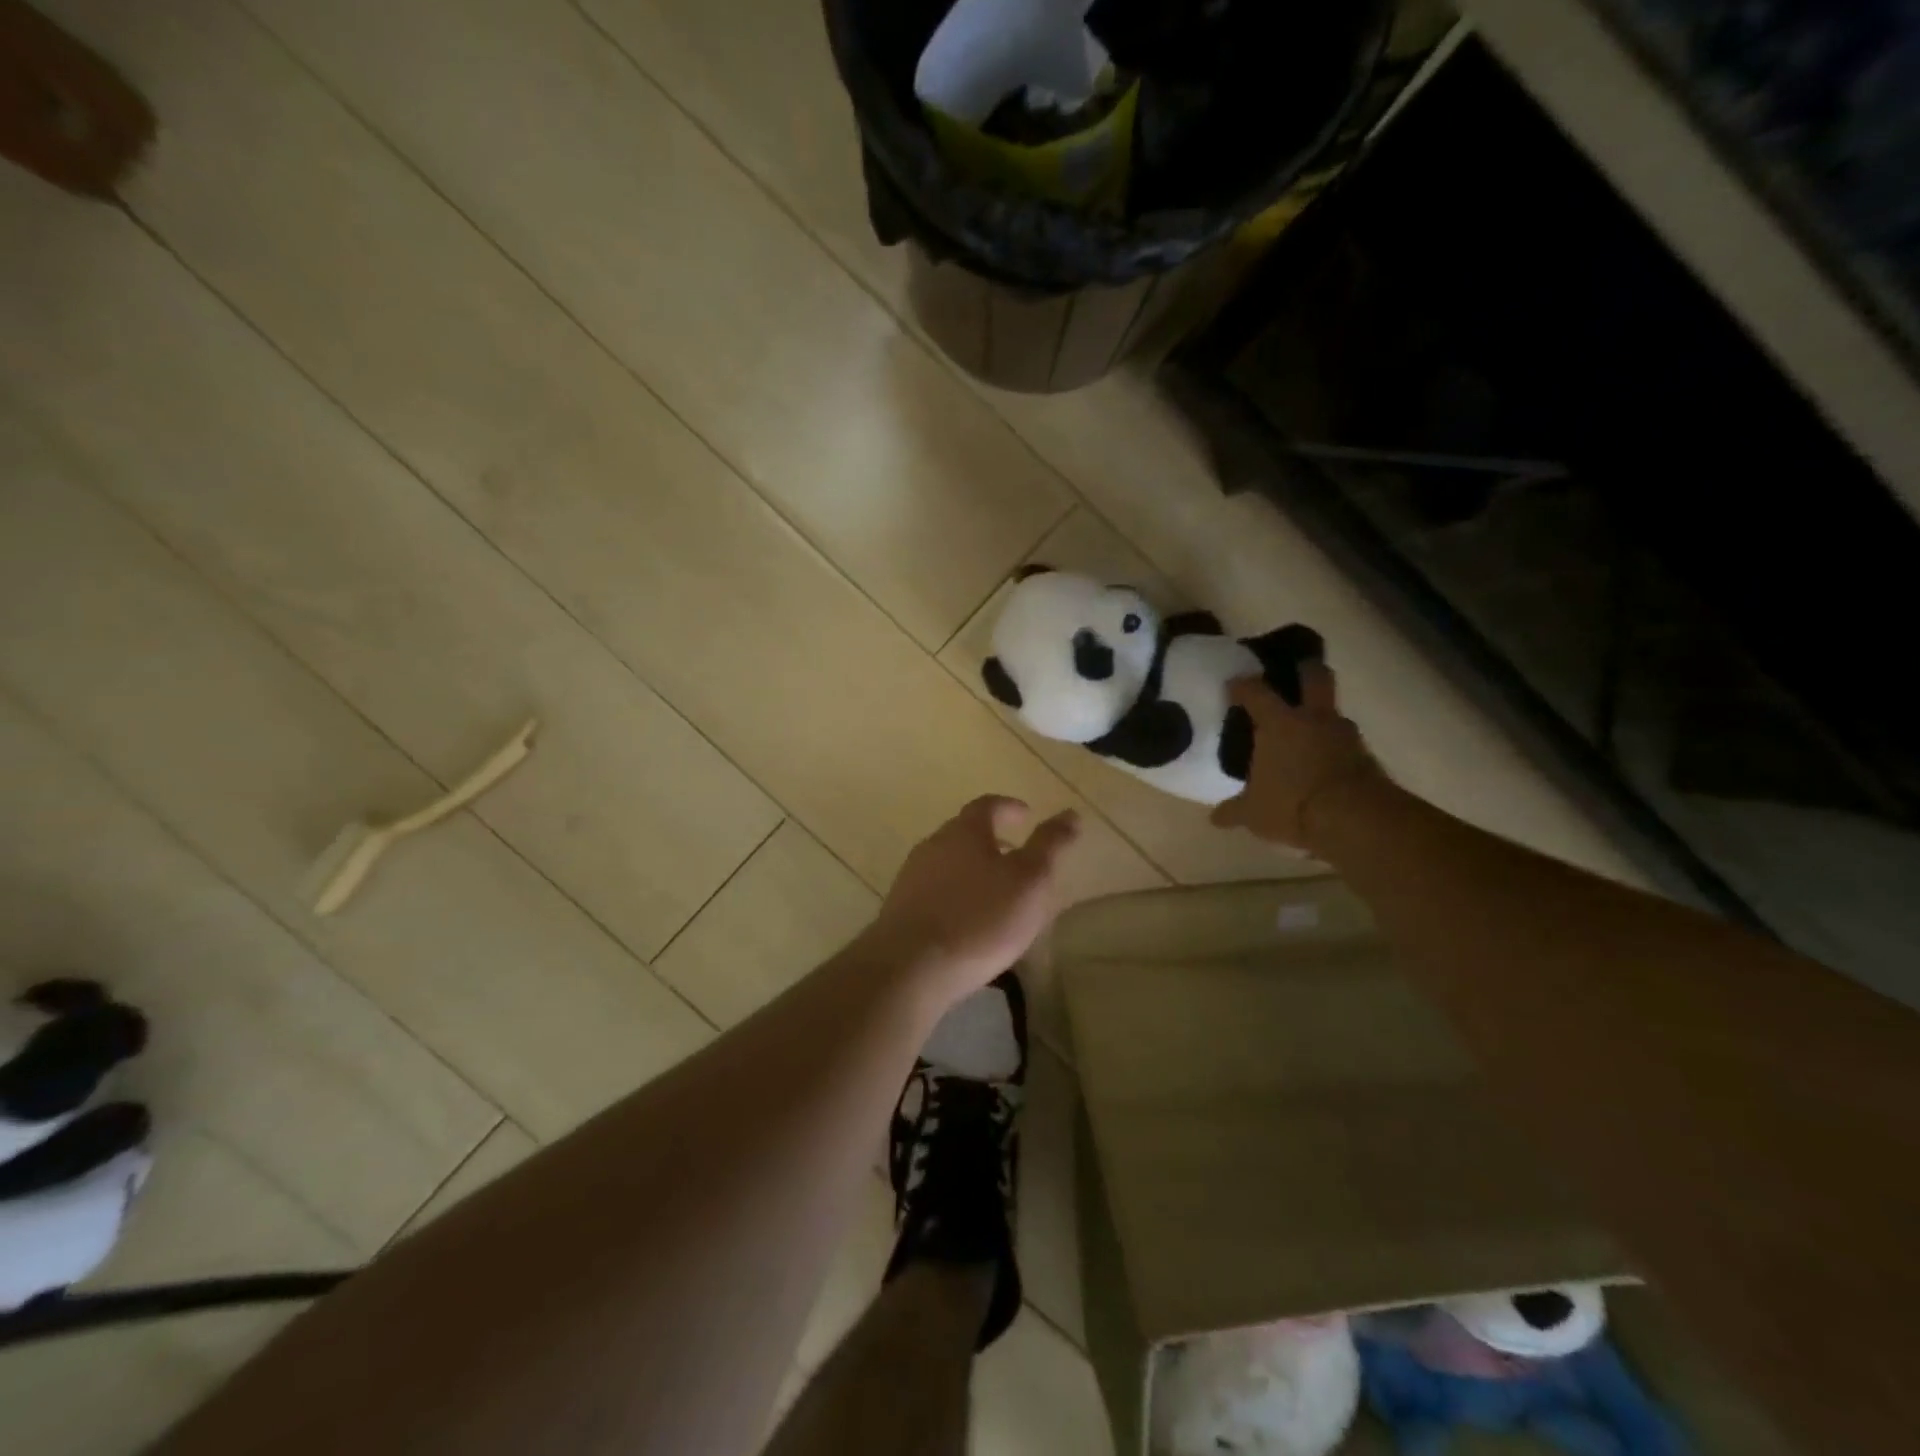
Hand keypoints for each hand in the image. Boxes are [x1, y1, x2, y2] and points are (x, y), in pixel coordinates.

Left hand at [863, 796, 1079, 1004]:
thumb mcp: (1030, 881)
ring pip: (949, 863)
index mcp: (964, 831)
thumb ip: (1050, 845)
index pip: (988, 805)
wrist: (910, 967)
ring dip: (973, 870)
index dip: (1009, 807)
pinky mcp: (900, 910)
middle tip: (1017, 856)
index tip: (1027, 815)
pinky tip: (969, 922)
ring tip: (997, 893)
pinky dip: (957, 896)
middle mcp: (933, 845)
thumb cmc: (979, 918)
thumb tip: (1071, 813)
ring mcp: (911, 877)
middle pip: (965, 833)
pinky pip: (936, 892)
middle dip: (992, 840)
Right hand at [1211, 665, 1380, 849]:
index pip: (1256, 692)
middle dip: (1305, 668)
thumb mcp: (1253, 813)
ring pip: (1333, 711)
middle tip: (1294, 671)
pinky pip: (1346, 742)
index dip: (1242, 685)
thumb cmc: (1292, 805)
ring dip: (1322, 715)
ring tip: (1308, 729)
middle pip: (1314, 676)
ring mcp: (1345, 735)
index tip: (1234, 684)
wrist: (1356, 820)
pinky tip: (1325, 762)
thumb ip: (1234, 811)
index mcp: (1279, 723)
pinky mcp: (1367, 756)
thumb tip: (1216, 818)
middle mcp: (1313, 719)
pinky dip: (1335, 747)